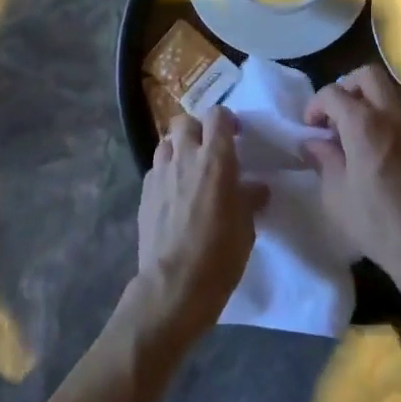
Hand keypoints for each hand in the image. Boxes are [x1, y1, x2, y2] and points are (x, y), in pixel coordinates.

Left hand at [132, 107, 266, 340]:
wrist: (173, 286)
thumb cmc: (219, 255)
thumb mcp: (246, 227)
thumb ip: (249, 198)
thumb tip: (256, 187)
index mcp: (215, 159)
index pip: (217, 115)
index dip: (226, 120)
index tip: (235, 135)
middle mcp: (185, 156)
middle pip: (184, 121)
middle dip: (197, 129)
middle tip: (208, 150)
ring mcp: (160, 172)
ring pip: (166, 142)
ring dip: (178, 149)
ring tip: (188, 170)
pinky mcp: (143, 192)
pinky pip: (155, 169)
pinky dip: (165, 172)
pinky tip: (173, 194)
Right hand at [302, 65, 400, 296]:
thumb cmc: (377, 224)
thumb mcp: (336, 196)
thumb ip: (324, 159)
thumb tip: (313, 142)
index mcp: (364, 124)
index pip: (333, 92)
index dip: (316, 105)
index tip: (311, 126)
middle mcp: (392, 115)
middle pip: (368, 75)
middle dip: (347, 86)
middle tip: (337, 114)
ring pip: (392, 90)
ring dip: (371, 98)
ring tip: (359, 127)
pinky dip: (390, 117)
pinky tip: (383, 146)